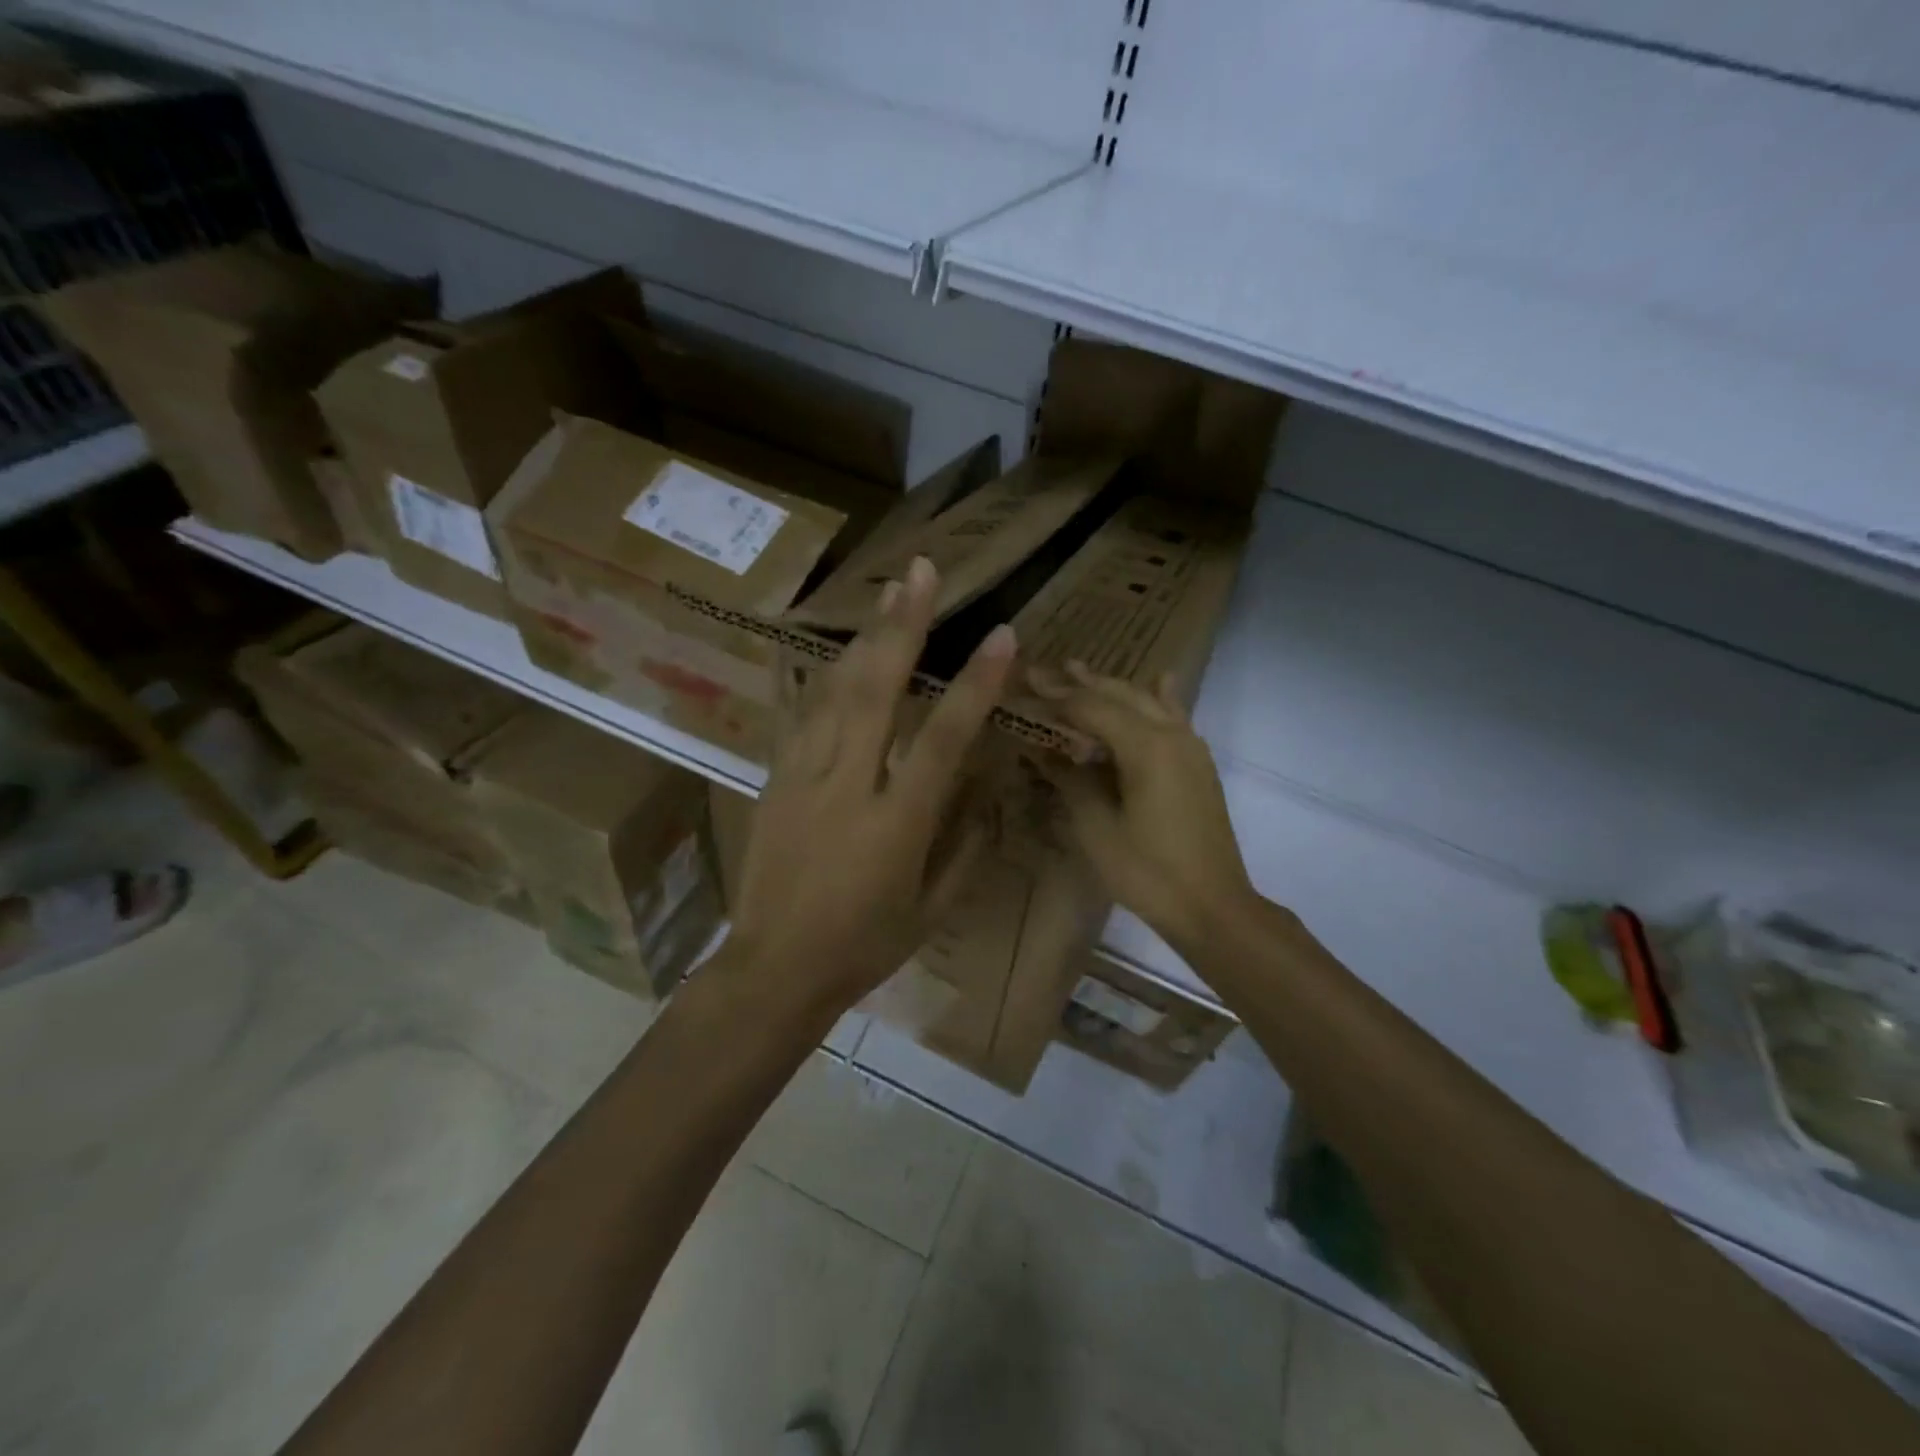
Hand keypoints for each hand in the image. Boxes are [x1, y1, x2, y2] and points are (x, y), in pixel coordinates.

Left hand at [727, 556, 1015, 1016]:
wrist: (774, 968)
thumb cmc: (864, 945)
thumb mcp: (931, 908)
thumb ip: (966, 845)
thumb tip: (986, 787)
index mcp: (895, 823)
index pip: (943, 739)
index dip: (975, 684)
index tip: (1001, 636)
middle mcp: (847, 785)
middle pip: (876, 691)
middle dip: (902, 626)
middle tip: (920, 572)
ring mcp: (803, 776)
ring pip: (835, 691)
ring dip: (864, 638)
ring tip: (886, 593)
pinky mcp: (775, 778)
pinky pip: (805, 715)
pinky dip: (828, 676)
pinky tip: (842, 650)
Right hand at [1030, 661, 1254, 950]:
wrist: (1212, 906)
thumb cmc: (1147, 871)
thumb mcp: (1096, 826)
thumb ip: (1070, 778)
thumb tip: (1041, 750)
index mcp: (1145, 745)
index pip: (1090, 708)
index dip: (1055, 698)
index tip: (1025, 685)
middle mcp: (1171, 733)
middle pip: (1119, 696)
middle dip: (1080, 683)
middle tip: (1043, 672)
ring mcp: (1190, 747)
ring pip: (1146, 701)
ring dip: (1112, 687)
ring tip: (1080, 671)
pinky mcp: (1198, 764)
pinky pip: (1174, 716)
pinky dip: (1158, 698)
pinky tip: (1161, 680)